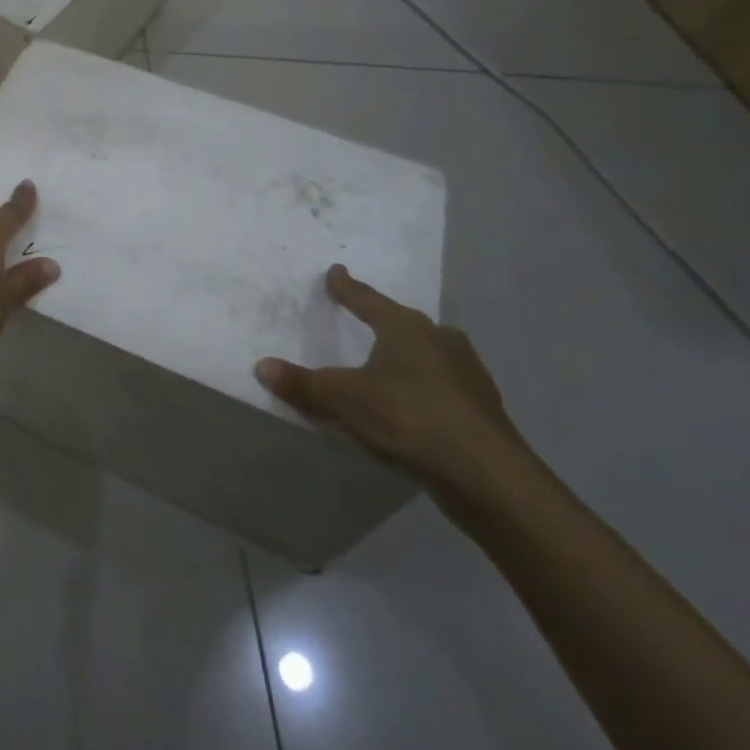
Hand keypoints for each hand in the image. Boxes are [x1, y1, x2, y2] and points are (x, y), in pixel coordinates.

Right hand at [254, 265, 528, 496]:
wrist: (487, 477)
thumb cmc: (409, 419)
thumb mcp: (343, 400)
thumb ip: (302, 384)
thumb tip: (261, 367)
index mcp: (406, 329)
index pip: (368, 300)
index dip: (347, 288)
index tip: (336, 272)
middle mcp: (440, 341)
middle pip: (404, 323)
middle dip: (384, 320)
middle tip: (365, 317)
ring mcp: (468, 374)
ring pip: (430, 352)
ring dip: (409, 353)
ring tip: (389, 361)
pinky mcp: (482, 407)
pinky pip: (443, 383)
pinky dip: (424, 385)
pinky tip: (415, 402)